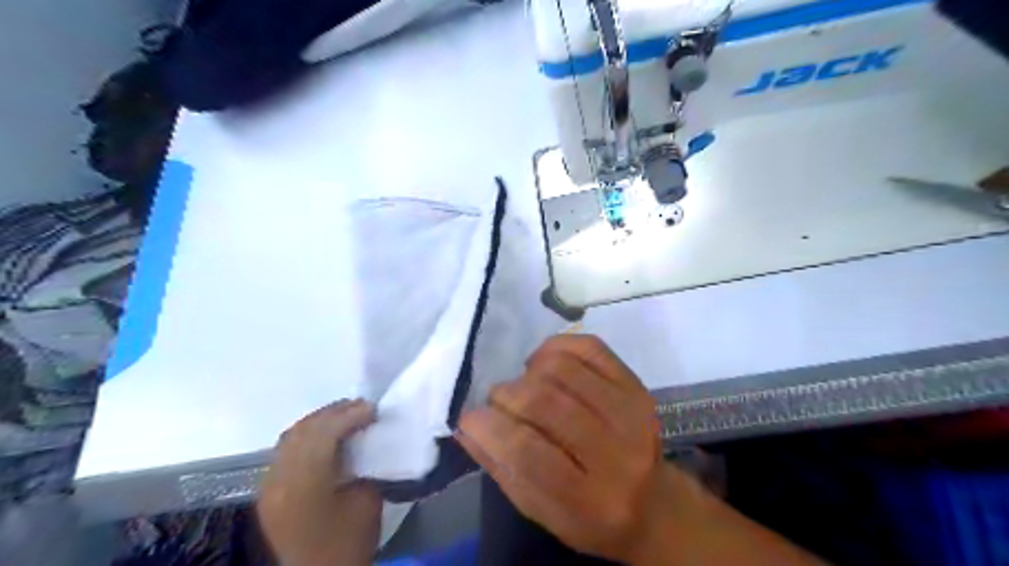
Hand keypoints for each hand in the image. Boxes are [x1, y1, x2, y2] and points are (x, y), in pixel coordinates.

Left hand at [257, 400, 383, 565]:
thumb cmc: (346, 545)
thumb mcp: (367, 503)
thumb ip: (364, 465)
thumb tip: (365, 441)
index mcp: (304, 483)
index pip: (324, 433)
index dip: (350, 415)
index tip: (374, 408)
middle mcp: (279, 479)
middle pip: (304, 430)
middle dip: (334, 413)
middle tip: (362, 407)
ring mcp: (269, 485)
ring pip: (291, 437)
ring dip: (319, 421)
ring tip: (346, 416)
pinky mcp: (269, 491)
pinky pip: (285, 450)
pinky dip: (307, 436)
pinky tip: (326, 436)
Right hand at [458, 336, 826, 565]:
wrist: (652, 504)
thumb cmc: (588, 515)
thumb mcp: (540, 510)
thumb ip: (501, 468)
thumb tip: (466, 425)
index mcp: (587, 500)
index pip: (527, 452)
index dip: (489, 427)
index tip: (471, 418)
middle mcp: (615, 454)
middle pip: (545, 403)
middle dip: (507, 396)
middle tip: (500, 403)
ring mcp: (631, 413)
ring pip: (563, 369)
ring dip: (529, 372)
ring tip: (526, 386)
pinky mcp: (636, 386)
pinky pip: (589, 347)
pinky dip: (556, 347)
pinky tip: (546, 364)